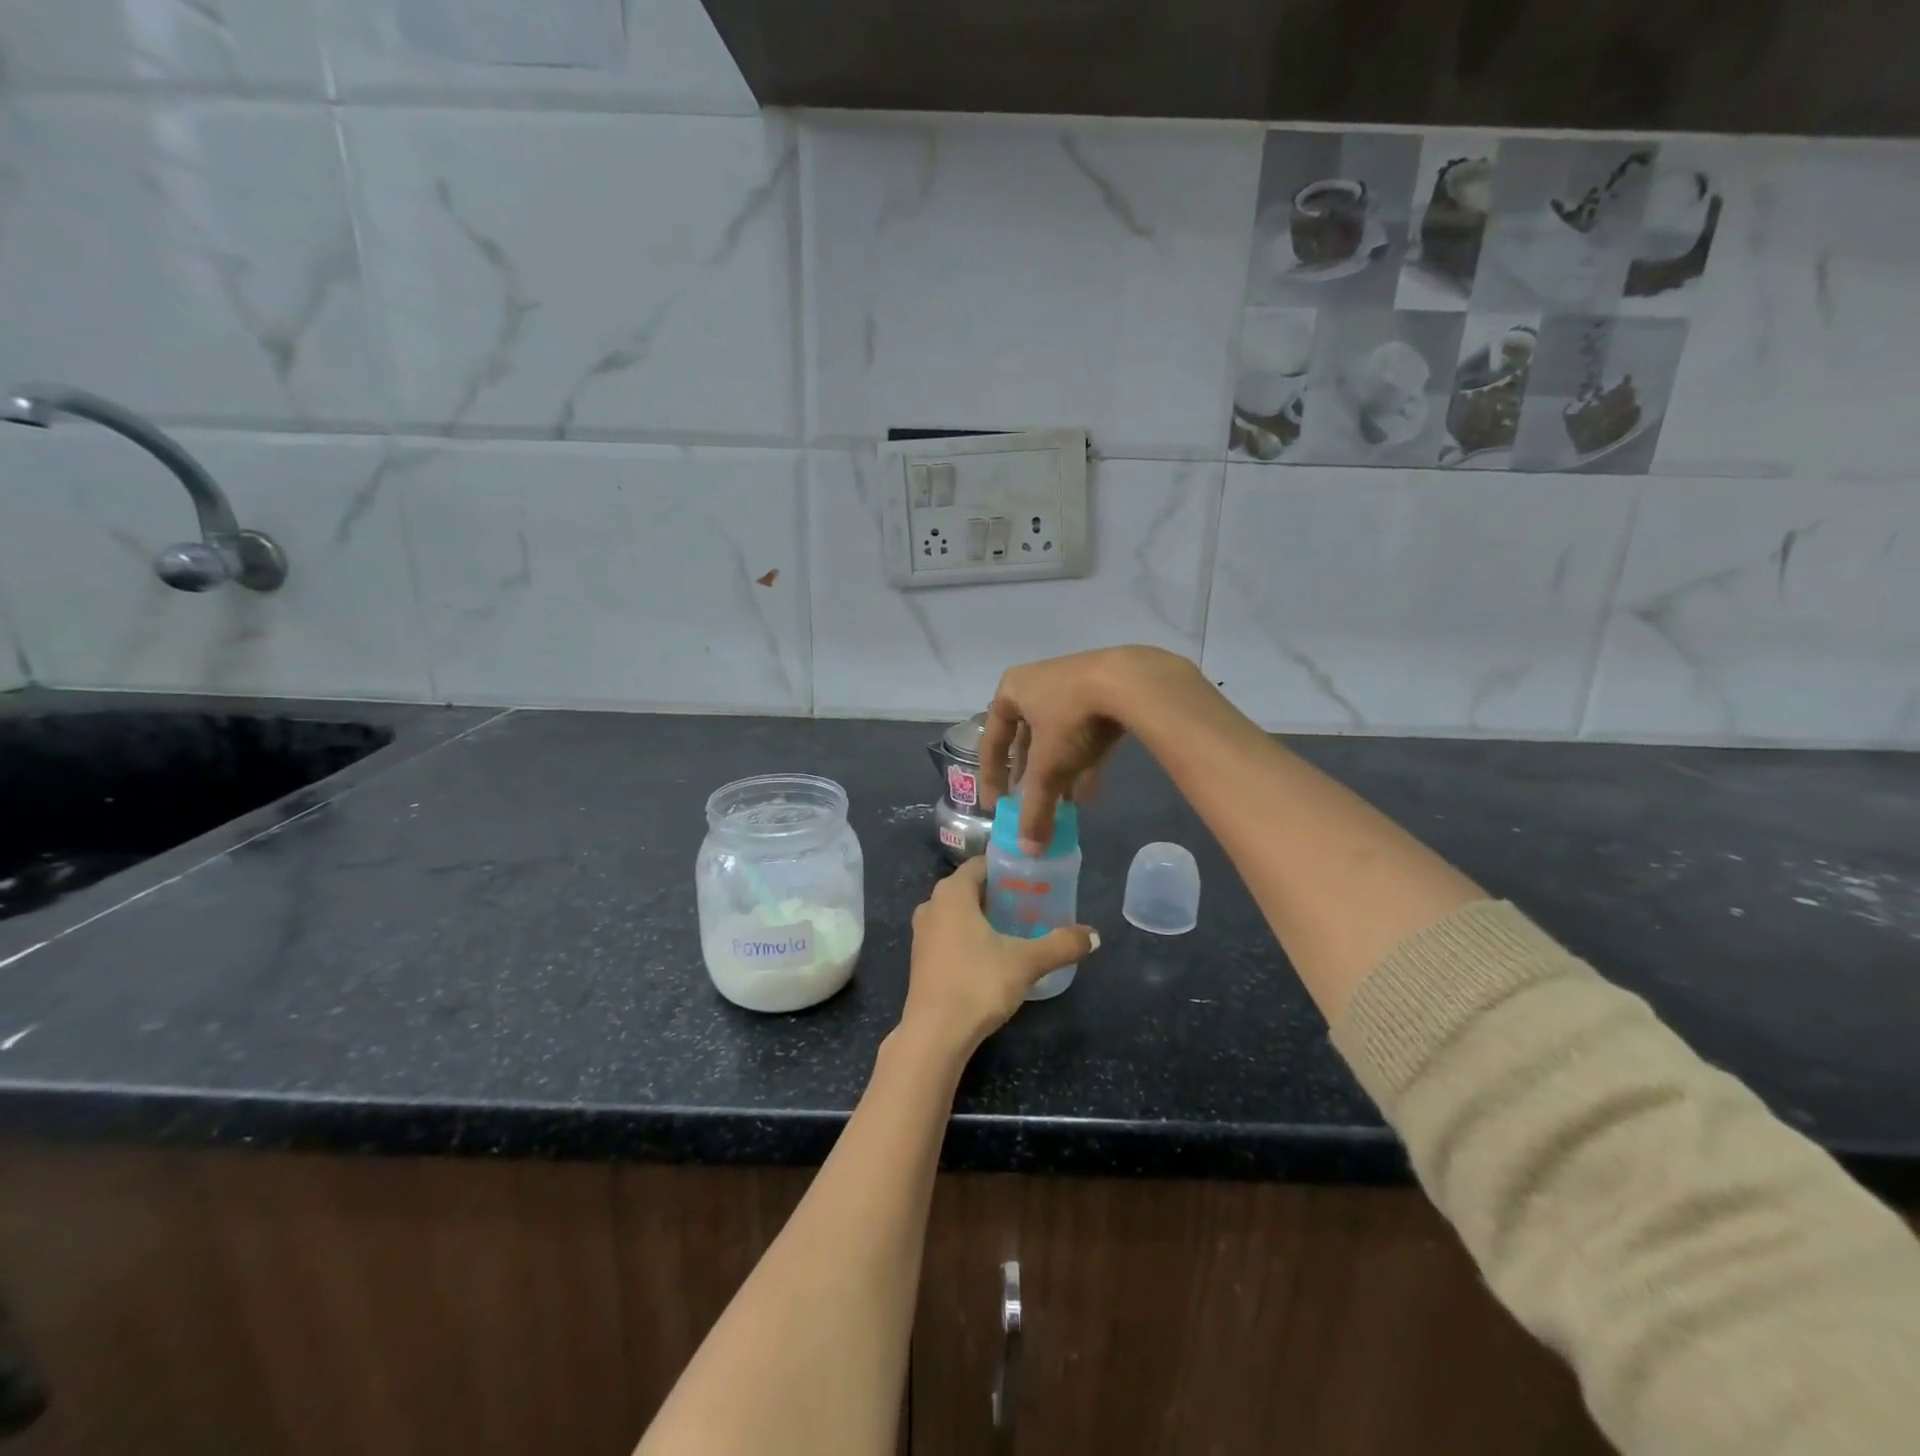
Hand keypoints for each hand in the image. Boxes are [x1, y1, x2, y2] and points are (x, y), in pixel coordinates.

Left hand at [903, 859, 1096, 1051]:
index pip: (981, 864)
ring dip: (985, 916)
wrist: (935, 1034)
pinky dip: (970, 935)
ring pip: (958, 912)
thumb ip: (1061, 945)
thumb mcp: (1026, 962)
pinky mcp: (921, 958)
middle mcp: (932, 905)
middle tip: (1032, 903)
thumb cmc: (978, 984)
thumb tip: (1094, 936)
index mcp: (952, 893)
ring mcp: (922, 933)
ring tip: (1017, 928)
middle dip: (1000, 894)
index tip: (1033, 878)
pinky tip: (993, 954)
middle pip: (970, 888)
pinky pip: (949, 933)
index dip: (1008, 868)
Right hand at [980, 646, 1206, 852]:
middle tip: (1028, 804)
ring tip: (1060, 806)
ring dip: (1056, 773)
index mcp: (1011, 691)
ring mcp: (1071, 685)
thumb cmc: (1071, 719)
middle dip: (1029, 776)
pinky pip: (1083, 733)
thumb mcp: (1049, 767)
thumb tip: (1029, 849)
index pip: (992, 741)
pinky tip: (1087, 792)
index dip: (991, 777)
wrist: (1131, 683)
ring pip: (1056, 737)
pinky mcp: (1102, 693)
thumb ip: (1036, 808)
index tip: (994, 807)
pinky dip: (1082, 762)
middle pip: (1025, 739)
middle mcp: (1036, 684)